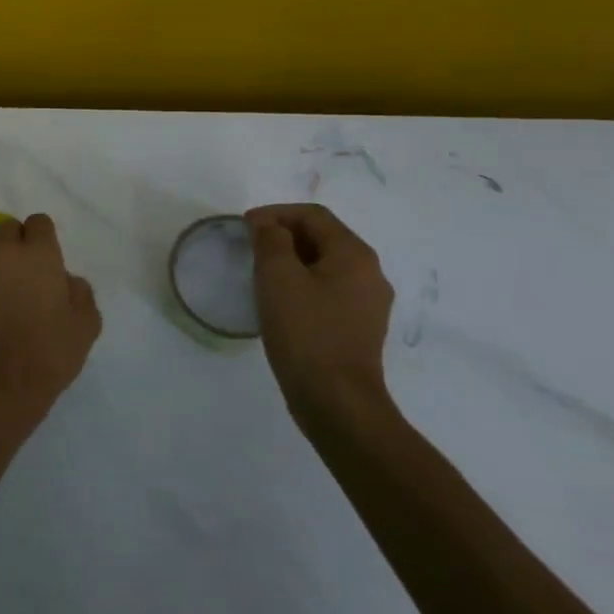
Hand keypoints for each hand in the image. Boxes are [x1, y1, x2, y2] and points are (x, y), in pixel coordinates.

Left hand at [0, 214, 101, 424]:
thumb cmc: (48, 353)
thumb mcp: (86, 324)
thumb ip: (80, 291)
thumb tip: (65, 280)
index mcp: (37, 253)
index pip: (39, 222)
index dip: (44, 240)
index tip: (48, 263)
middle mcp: (1, 251)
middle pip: (9, 230)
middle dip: (18, 245)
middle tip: (26, 277)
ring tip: (2, 291)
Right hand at [244, 203, 395, 426]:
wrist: (336, 400)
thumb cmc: (305, 331)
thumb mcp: (278, 276)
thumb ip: (271, 240)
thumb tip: (268, 226)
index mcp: (354, 254)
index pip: (313, 215)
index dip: (275, 213)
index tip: (243, 227)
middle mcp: (370, 273)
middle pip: (323, 237)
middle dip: (283, 235)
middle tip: (249, 247)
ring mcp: (368, 303)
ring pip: (325, 265)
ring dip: (292, 261)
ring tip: (260, 272)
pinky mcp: (359, 328)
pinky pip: (329, 291)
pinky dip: (303, 284)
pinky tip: (280, 302)